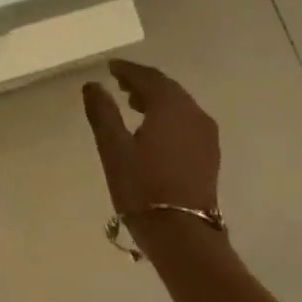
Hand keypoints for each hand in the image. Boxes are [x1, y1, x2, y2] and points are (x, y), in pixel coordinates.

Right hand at [82, 60, 220, 217]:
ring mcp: (206, 135)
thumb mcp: (113, 148)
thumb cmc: (142, 188)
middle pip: (168, 89)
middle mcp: (194, 114)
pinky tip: (153, 129)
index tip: (110, 67)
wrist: (182, 234)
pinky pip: (186, 122)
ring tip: (132, 105)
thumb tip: (93, 85)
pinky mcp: (209, 155)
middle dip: (143, 83)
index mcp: (171, 107)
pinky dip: (168, 116)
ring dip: (156, 100)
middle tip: (119, 83)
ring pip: (179, 105)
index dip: (128, 70)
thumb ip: (102, 113)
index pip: (149, 77)